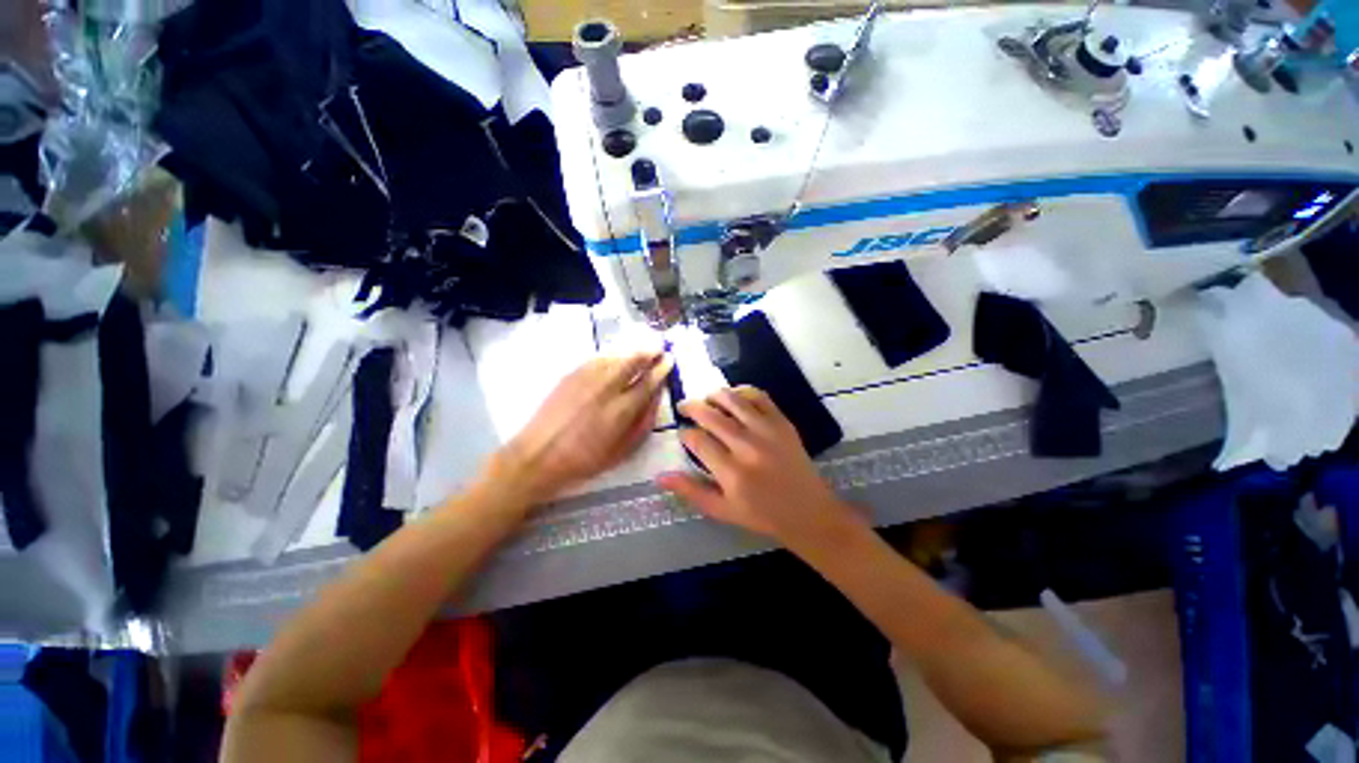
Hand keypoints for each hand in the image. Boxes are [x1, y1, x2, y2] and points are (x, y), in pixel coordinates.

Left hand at [498, 351, 671, 503]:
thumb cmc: (584, 461)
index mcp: (622, 410)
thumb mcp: (623, 450)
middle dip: (649, 351)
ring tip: (643, 348)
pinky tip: (617, 356)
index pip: (648, 381)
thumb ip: (643, 422)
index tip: (670, 360)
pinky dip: (612, 355)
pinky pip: (597, 358)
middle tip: (659, 347)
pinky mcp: (570, 375)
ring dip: (632, 350)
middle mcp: (607, 388)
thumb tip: (656, 397)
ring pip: (615, 356)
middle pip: (633, 361)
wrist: (537, 456)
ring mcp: (587, 378)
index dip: (661, 369)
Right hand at [655, 386, 864, 551]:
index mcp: (732, 473)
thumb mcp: (722, 511)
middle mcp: (748, 447)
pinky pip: (760, 396)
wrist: (809, 512)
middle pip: (712, 415)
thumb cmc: (762, 515)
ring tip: (705, 398)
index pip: (698, 441)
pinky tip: (734, 396)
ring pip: (734, 400)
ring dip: (714, 395)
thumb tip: (660, 476)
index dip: (685, 434)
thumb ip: (691, 491)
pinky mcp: (783, 423)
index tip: (682, 434)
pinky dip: (743, 391)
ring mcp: (768, 431)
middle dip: (692, 407)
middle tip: (684, 407)